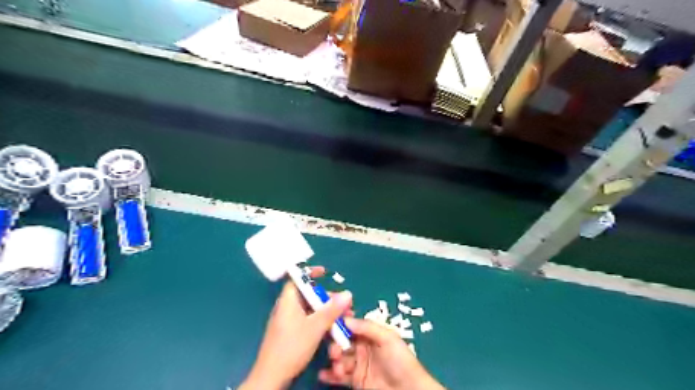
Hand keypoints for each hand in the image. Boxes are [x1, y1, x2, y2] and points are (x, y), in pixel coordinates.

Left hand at [241, 266, 353, 387]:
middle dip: (327, 297)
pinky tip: (332, 327)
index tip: (325, 272)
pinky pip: (308, 319)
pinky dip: (320, 320)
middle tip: (344, 303)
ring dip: (326, 311)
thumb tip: (348, 293)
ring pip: (310, 309)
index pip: (298, 279)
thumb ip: (332, 310)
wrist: (272, 376)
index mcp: (288, 300)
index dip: (310, 273)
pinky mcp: (291, 332)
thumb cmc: (292, 347)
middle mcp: (287, 307)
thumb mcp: (315, 327)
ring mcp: (289, 320)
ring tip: (343, 317)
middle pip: (308, 294)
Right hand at [320, 318, 443, 387]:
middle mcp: (363, 347)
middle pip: (343, 341)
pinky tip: (323, 375)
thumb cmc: (400, 360)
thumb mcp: (387, 338)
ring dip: (335, 360)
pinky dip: (330, 375)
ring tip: (338, 367)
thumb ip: (367, 327)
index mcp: (371, 334)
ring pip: (340, 358)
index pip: (352, 325)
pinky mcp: (356, 380)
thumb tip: (346, 318)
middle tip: (335, 352)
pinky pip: (340, 376)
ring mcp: (359, 364)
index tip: (329, 323)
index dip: (340, 323)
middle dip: (335, 344)